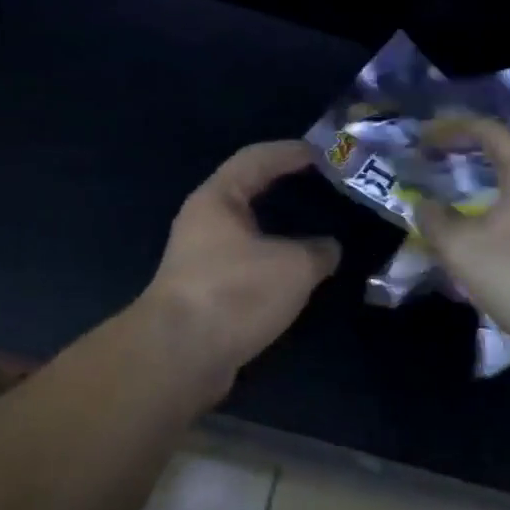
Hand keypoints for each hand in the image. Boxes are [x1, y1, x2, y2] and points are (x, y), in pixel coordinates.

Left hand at [143, 140, 341, 385]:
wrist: (179, 357)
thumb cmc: (235, 293)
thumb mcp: (293, 267)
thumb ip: (319, 250)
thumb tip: (329, 248)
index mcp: (218, 198)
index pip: (257, 158)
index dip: (291, 152)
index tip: (324, 153)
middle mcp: (204, 221)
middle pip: (249, 191)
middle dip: (285, 187)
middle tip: (325, 188)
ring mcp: (201, 257)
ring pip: (248, 230)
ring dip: (281, 228)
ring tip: (318, 229)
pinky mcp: (205, 291)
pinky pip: (247, 262)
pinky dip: (273, 260)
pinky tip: (297, 273)